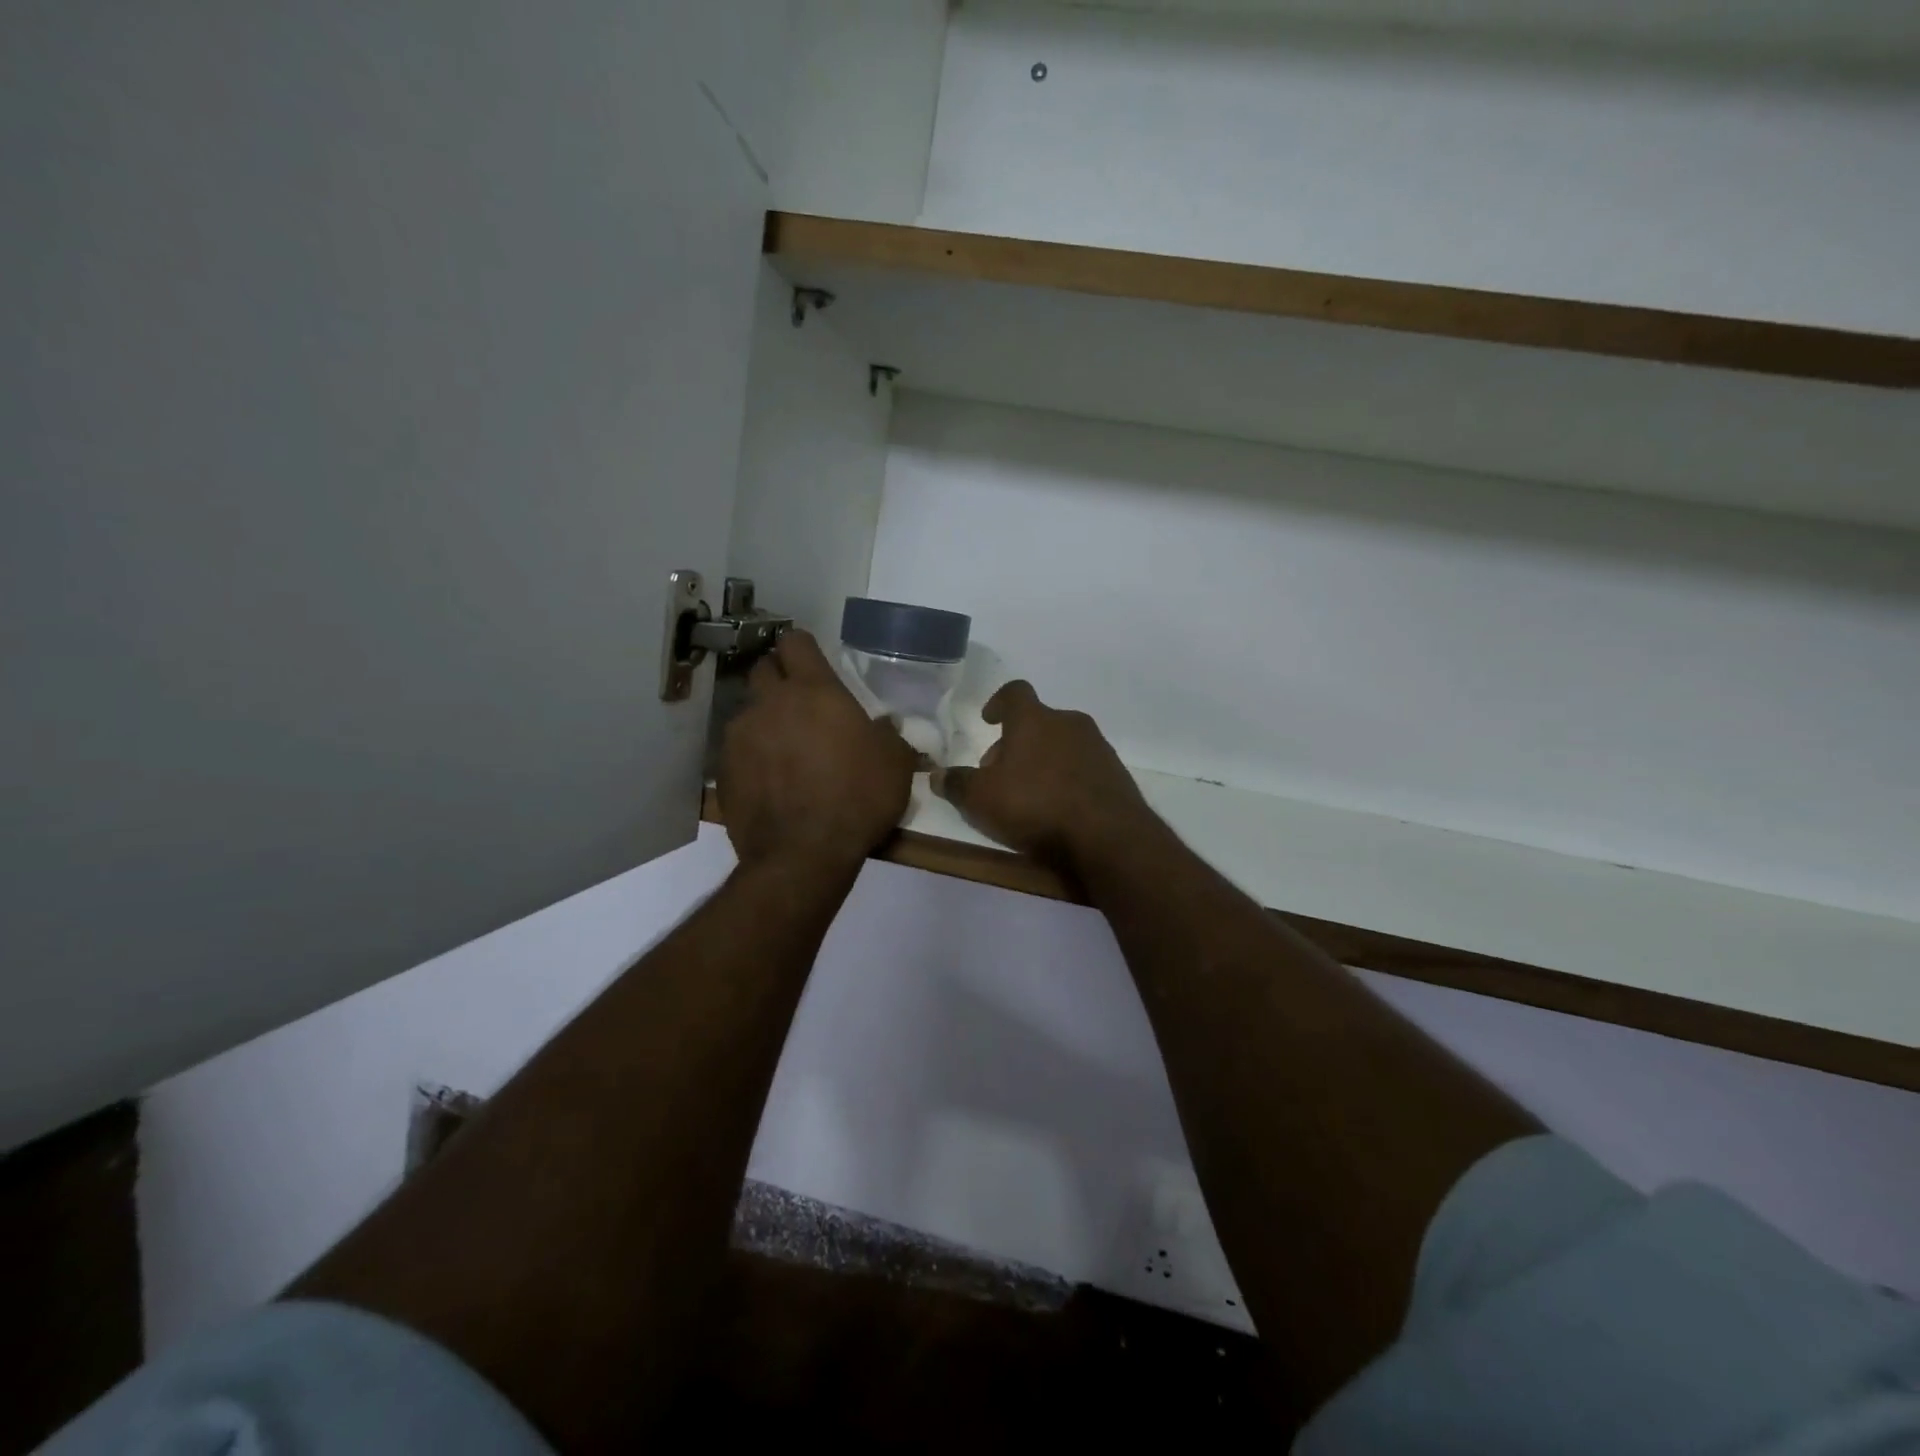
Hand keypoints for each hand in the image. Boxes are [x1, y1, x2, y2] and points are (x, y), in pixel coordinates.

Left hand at [718, 630, 915, 870]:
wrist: (803, 854)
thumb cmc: (857, 798)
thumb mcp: (895, 765)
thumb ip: (890, 736)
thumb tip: (886, 726)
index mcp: (813, 691)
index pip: (795, 642)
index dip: (803, 648)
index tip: (814, 663)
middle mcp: (769, 703)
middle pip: (763, 669)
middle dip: (779, 678)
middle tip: (801, 704)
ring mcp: (740, 736)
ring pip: (748, 711)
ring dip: (766, 720)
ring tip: (785, 749)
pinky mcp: (723, 770)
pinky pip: (738, 749)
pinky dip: (753, 755)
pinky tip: (771, 780)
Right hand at [931, 681, 1150, 870]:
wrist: (1107, 837)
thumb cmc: (1035, 806)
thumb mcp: (981, 799)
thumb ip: (956, 784)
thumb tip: (935, 775)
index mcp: (1034, 719)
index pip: (1015, 692)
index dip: (999, 702)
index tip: (989, 719)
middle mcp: (1069, 723)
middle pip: (1038, 722)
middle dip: (1016, 743)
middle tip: (1000, 774)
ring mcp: (1098, 748)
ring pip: (1062, 745)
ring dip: (1042, 762)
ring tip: (1029, 795)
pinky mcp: (1116, 774)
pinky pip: (1083, 768)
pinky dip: (1067, 779)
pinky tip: (1059, 809)